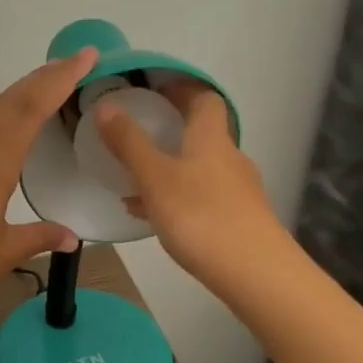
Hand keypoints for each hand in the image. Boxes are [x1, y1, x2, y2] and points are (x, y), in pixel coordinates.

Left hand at [0, 48, 97, 332]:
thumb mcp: (4, 253)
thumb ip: (39, 237)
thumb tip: (71, 236)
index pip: (29, 109)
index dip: (59, 80)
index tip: (86, 57)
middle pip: (9, 102)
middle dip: (44, 77)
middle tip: (77, 62)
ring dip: (22, 93)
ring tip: (51, 84)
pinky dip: (4, 116)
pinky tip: (12, 126)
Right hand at [95, 79, 282, 284]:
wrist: (256, 274)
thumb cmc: (201, 216)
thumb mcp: (155, 178)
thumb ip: (129, 143)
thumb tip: (106, 106)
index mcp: (211, 139)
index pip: (204, 99)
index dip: (182, 88)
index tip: (155, 89)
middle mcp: (229, 158)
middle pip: (203, 133)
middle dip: (172, 129)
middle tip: (137, 133)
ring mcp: (238, 191)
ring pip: (200, 168)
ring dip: (170, 166)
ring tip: (134, 181)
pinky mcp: (239, 220)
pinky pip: (202, 197)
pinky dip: (177, 197)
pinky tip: (152, 216)